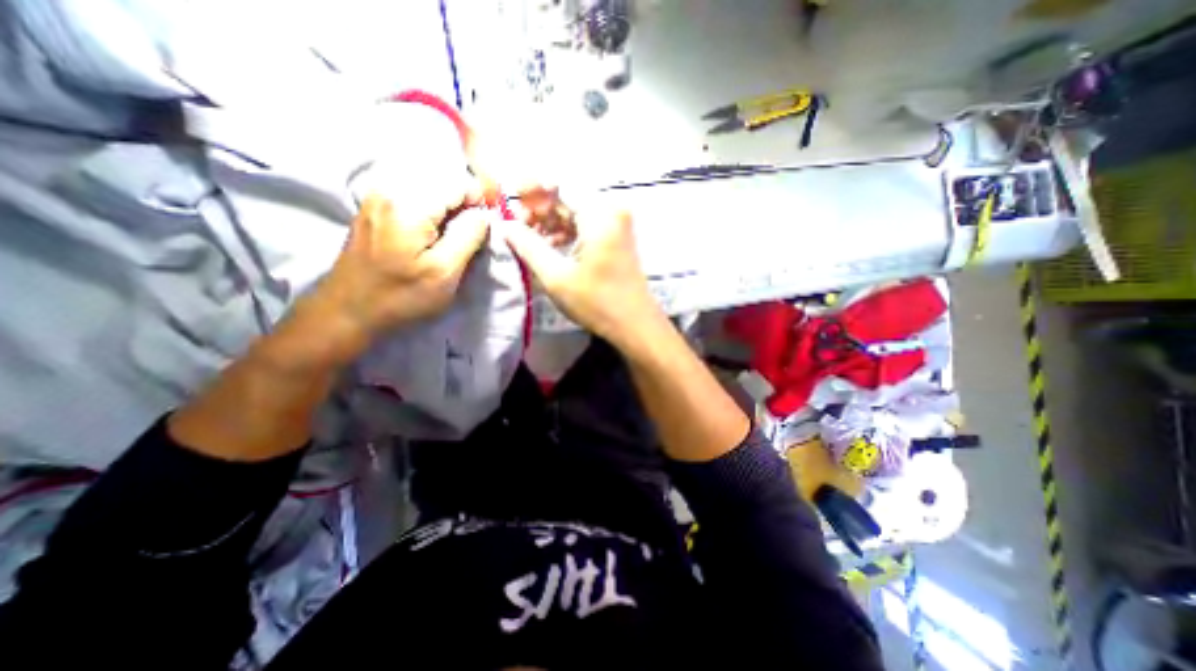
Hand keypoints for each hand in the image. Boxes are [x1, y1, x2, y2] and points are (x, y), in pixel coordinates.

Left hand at [312, 191, 494, 359]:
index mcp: (409, 204)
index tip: (491, 222)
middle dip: (465, 201)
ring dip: (449, 205)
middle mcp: (389, 189)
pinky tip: (434, 231)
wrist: (348, 310)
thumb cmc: (401, 296)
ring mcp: (377, 196)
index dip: (481, 199)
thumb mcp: (444, 272)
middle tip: (475, 231)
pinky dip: (432, 208)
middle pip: (442, 179)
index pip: (458, 182)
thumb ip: (469, 237)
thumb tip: (484, 214)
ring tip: (457, 233)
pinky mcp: (374, 207)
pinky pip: (413, 194)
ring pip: (428, 186)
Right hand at [495, 190, 662, 345]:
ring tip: (527, 237)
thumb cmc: (597, 303)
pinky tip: (548, 245)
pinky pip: (585, 223)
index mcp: (600, 213)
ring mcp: (616, 222)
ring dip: (550, 219)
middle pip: (567, 194)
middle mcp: (611, 209)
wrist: (635, 324)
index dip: (531, 186)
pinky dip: (565, 230)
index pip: (560, 182)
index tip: (511, 199)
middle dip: (538, 206)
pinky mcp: (615, 236)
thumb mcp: (556, 276)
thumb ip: (527, 245)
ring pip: (575, 209)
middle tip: (515, 224)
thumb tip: (504, 224)